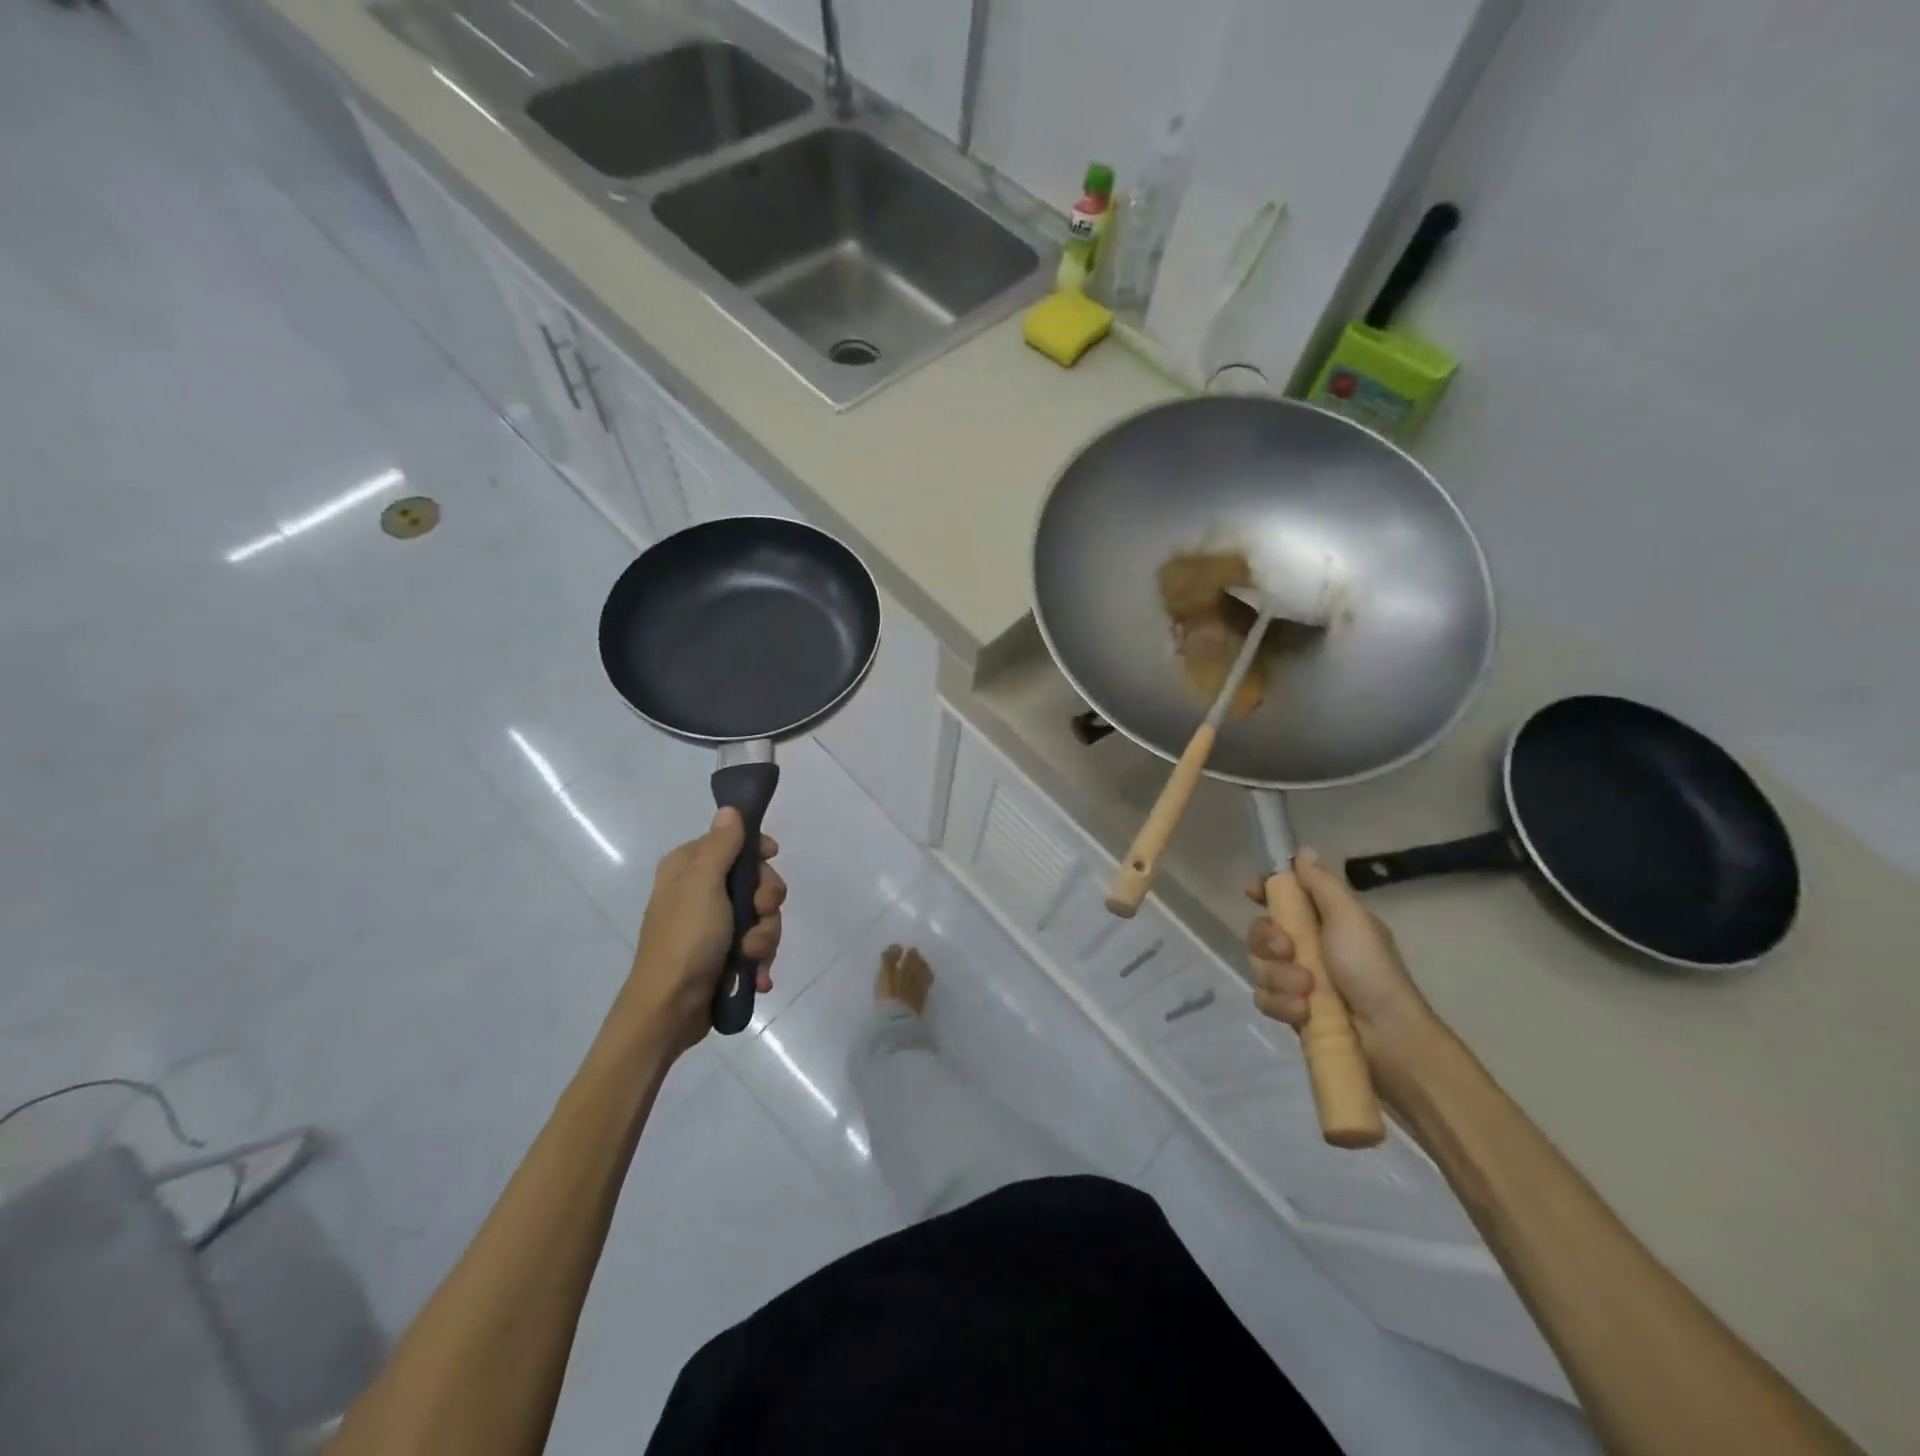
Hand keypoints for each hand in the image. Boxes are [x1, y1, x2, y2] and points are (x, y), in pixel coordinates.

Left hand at [619, 809, 785, 1056]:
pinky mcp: (725, 954)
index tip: (772, 858)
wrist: (669, 1009)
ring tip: (750, 957)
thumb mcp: (703, 885)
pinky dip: (760, 959)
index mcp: (689, 867)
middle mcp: (701, 891)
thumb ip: (721, 845)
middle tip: (758, 915)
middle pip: (756, 880)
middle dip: (765, 903)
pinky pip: (757, 944)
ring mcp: (714, 925)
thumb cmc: (685, 939)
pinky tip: (757, 976)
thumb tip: (730, 809)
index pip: (733, 841)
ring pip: (762, 915)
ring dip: (764, 936)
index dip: (757, 850)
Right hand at [1244, 849, 1439, 1085]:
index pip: (1282, 897)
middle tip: (1290, 952)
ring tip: (1307, 992)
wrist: (1388, 1037)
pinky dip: (1282, 1004)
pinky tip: (1303, 1012)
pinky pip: (1264, 998)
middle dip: (1269, 942)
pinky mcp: (1291, 1011)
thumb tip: (1303, 851)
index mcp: (1322, 921)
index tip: (1251, 892)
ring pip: (1259, 966)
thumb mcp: (1350, 918)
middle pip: (1260, 932)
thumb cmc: (1371, 969)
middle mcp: (1306, 947)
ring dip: (1280, 978)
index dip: (1263, 892)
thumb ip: (1321, 884)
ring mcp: (1296, 980)